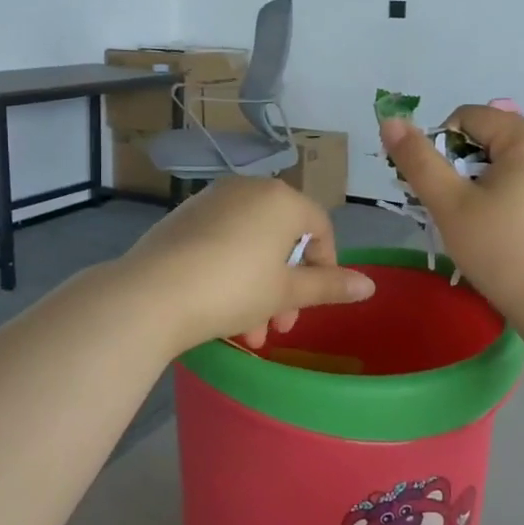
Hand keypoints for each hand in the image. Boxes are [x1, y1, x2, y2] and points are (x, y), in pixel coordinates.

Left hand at [114, 177, 375, 354]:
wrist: (153, 293)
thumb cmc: (234, 289)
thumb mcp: (286, 292)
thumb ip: (329, 286)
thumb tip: (370, 285)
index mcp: (282, 199)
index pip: (320, 228)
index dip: (326, 267)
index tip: (315, 302)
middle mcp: (248, 189)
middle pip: (283, 240)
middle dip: (286, 289)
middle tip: (279, 326)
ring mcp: (211, 201)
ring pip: (250, 247)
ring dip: (258, 291)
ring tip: (248, 335)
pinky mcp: (183, 219)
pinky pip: (221, 244)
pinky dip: (229, 274)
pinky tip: (219, 314)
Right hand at [380, 106, 523, 339]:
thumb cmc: (502, 250)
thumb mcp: (450, 204)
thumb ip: (418, 160)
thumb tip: (390, 120)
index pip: (466, 117)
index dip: (439, 147)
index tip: (437, 189)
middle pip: (484, 139)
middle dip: (456, 168)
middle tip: (449, 210)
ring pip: (500, 165)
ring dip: (474, 187)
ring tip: (470, 225)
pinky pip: (519, 185)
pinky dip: (497, 200)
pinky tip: (494, 233)